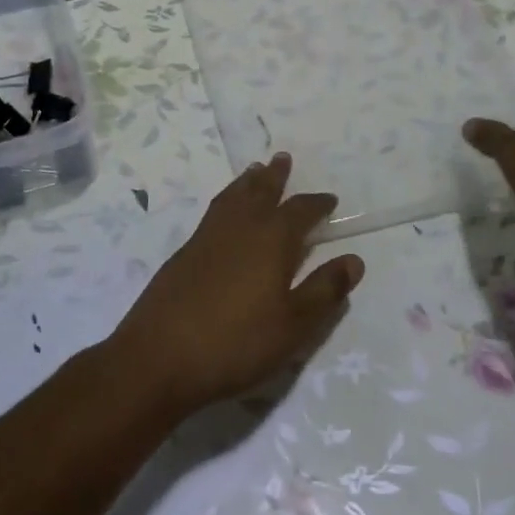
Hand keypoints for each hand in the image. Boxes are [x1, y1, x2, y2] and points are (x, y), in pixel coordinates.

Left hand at [109, 153, 365, 413]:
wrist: (159, 356)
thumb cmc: (237, 342)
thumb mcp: (294, 325)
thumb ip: (324, 290)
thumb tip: (354, 260)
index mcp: (271, 239)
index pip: (300, 211)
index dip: (317, 204)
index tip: (329, 199)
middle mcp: (240, 227)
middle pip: (260, 192)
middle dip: (275, 176)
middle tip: (282, 158)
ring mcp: (207, 237)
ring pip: (232, 197)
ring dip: (246, 182)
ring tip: (254, 171)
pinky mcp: (184, 253)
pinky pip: (213, 212)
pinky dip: (226, 201)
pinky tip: (224, 213)